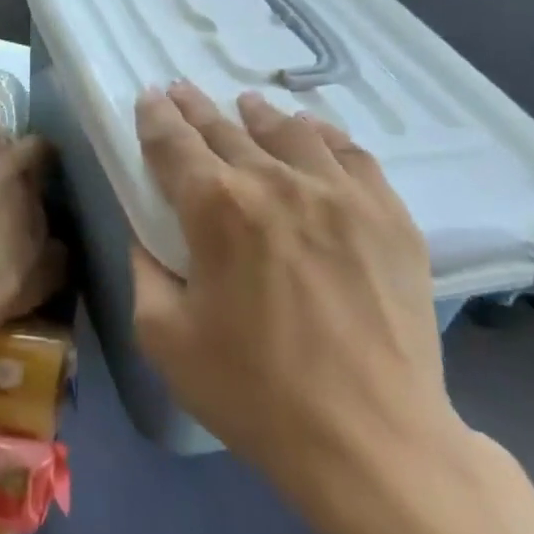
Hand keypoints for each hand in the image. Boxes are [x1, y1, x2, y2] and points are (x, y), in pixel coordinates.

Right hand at [130, 82, 467, 533]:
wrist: (374, 442)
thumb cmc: (255, 393)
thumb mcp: (164, 338)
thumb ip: (145, 271)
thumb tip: (147, 235)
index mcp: (216, 206)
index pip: (173, 142)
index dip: (155, 116)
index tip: (149, 98)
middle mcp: (276, 181)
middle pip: (225, 127)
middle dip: (195, 107)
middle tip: (182, 90)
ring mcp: (339, 193)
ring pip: (289, 131)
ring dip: (257, 114)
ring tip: (245, 104)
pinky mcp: (388, 214)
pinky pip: (350, 153)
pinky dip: (322, 136)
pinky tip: (312, 133)